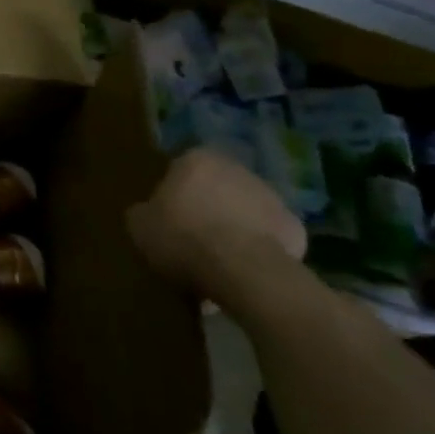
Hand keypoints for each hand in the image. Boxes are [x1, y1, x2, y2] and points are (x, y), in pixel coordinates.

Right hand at [127, 148, 307, 305]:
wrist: (242, 269)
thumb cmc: (182, 237)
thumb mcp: (139, 226)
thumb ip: (144, 213)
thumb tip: (149, 214)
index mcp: (196, 159)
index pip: (179, 171)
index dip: (172, 198)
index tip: (167, 222)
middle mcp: (236, 168)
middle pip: (215, 190)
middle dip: (206, 211)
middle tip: (192, 243)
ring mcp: (271, 197)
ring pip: (244, 213)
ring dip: (233, 230)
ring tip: (218, 265)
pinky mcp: (295, 228)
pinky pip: (267, 240)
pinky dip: (257, 252)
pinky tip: (243, 275)